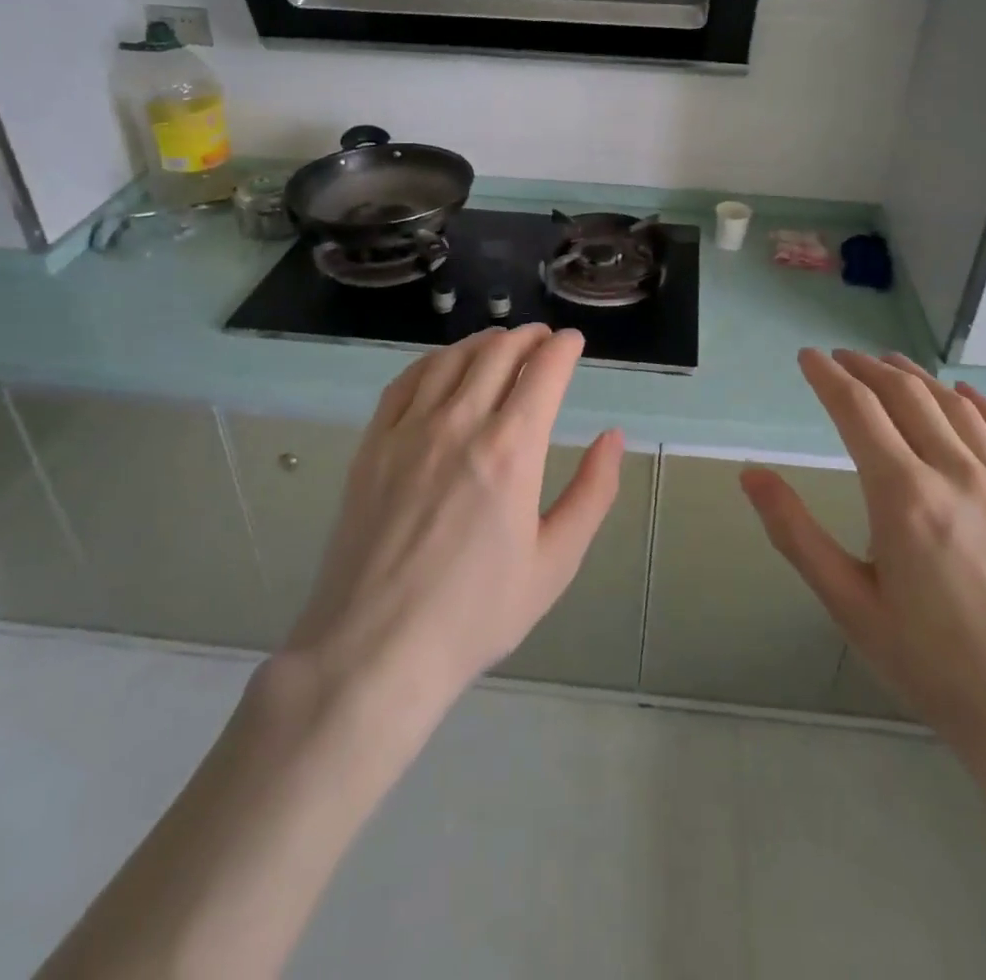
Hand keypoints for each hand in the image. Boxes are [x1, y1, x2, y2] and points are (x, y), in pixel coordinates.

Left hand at [284, 325, 623, 707]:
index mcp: (511, 451)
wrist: (375, 649)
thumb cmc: (476, 614)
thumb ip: (592, 493)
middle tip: (542, 339)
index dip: (563, 348)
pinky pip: (406, 381)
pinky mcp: (373, 444)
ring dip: (483, 342)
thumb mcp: (555, 563)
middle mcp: (460, 424)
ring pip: (451, 359)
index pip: (543, 371)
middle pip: (498, 353)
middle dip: (527, 337)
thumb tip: (612, 438)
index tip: (573, 342)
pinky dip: (433, 360)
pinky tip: (443, 366)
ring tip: (500, 343)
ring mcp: (409, 430)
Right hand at [742, 350, 985, 799]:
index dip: (827, 377)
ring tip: (890, 364)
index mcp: (904, 497)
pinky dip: (981, 406)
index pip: (857, 410)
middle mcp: (958, 475)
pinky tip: (966, 395)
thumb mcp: (850, 606)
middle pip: (906, 396)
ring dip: (917, 378)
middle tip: (841, 358)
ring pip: (956, 408)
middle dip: (867, 368)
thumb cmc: (936, 669)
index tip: (807, 357)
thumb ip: (795, 533)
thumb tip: (751, 474)